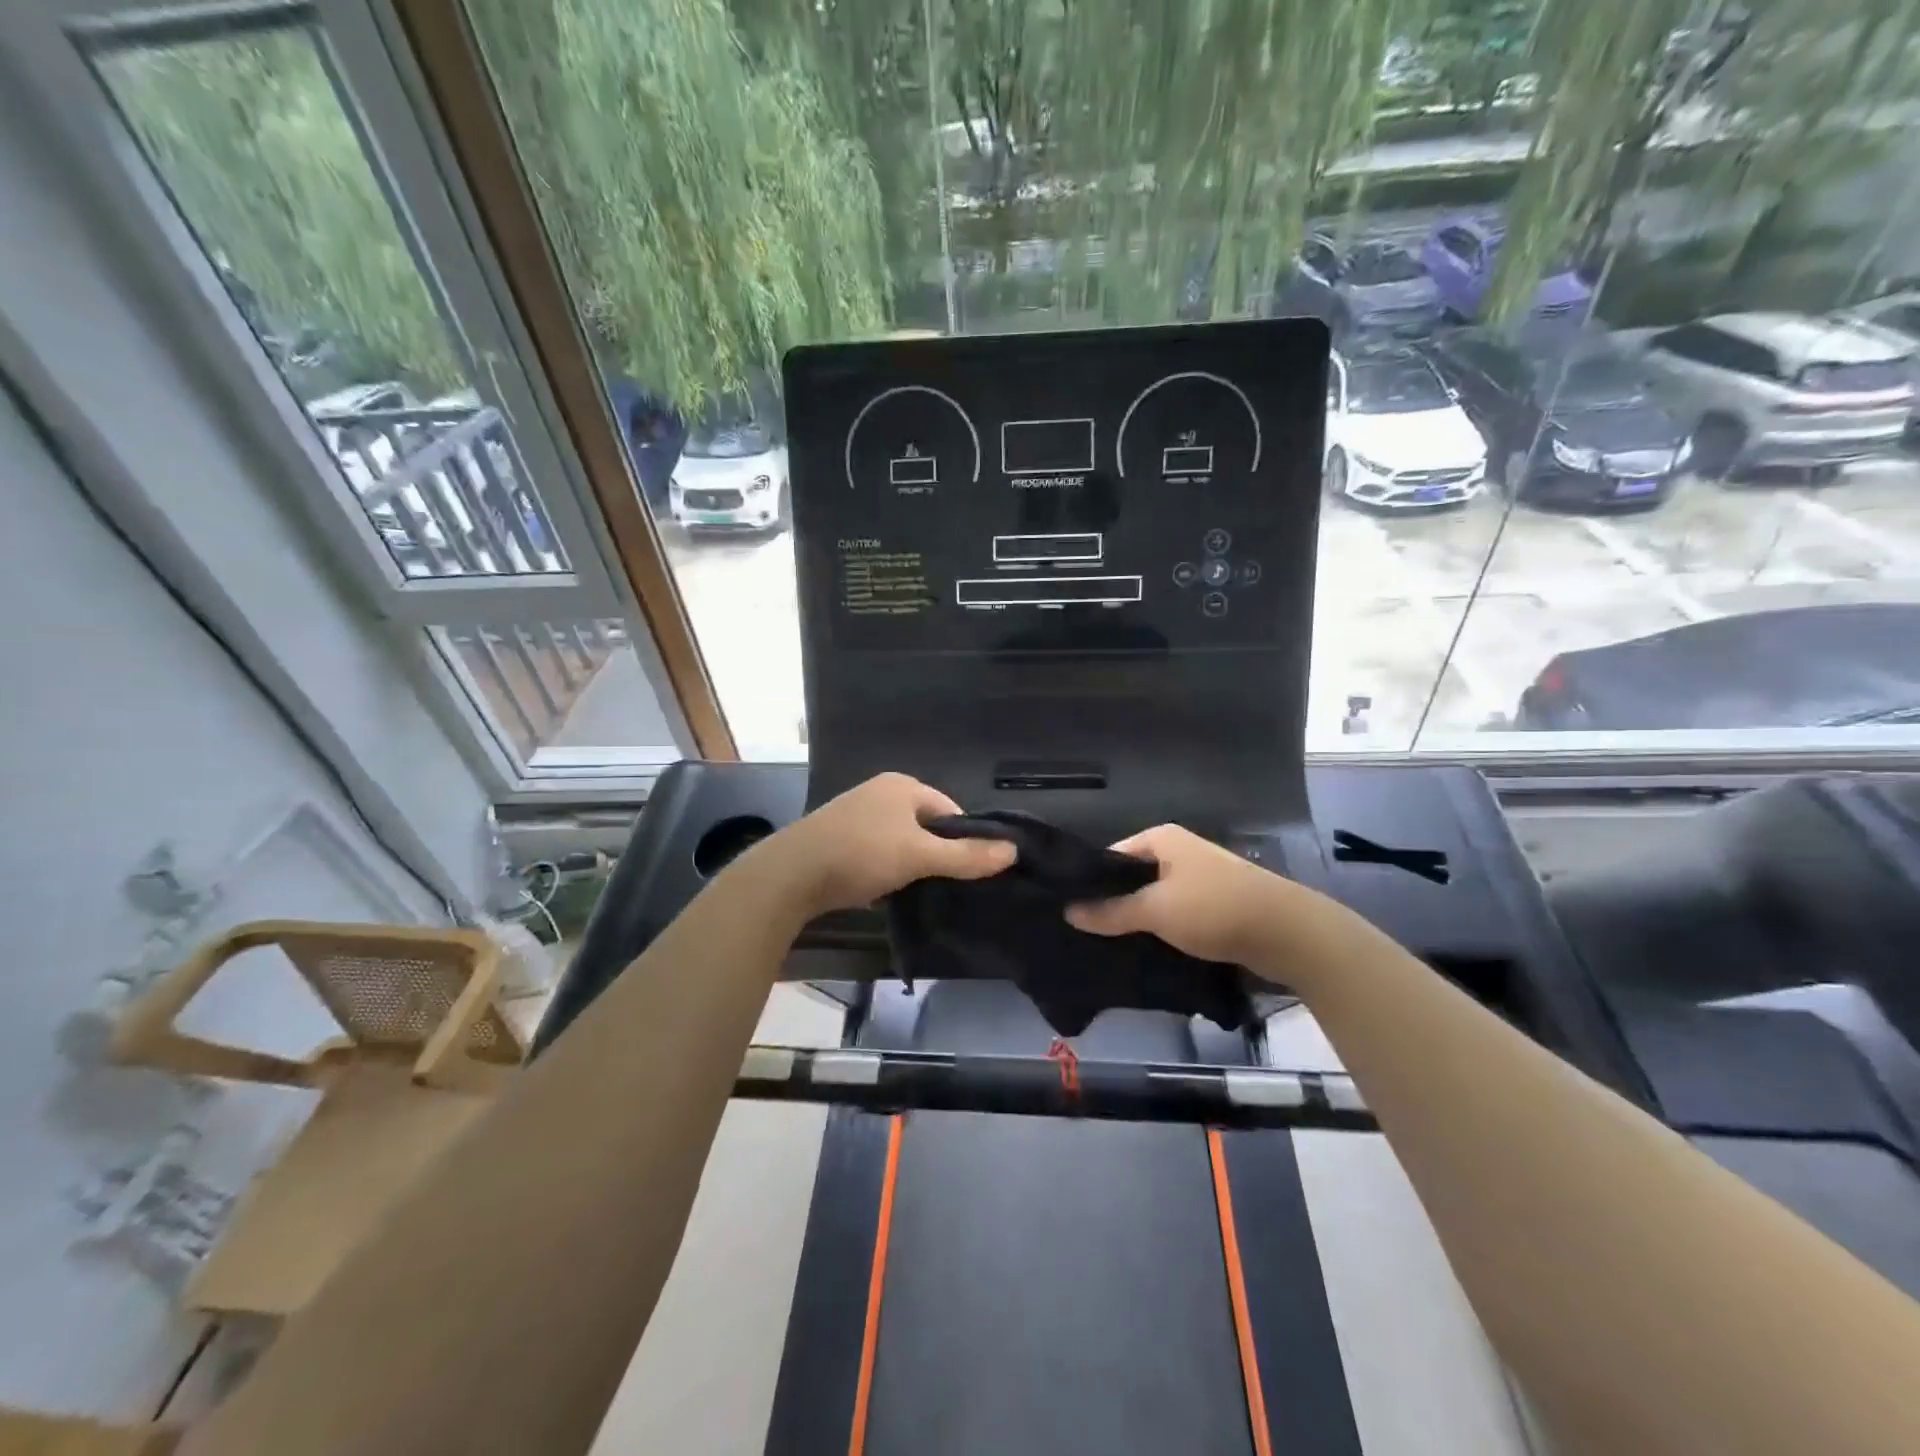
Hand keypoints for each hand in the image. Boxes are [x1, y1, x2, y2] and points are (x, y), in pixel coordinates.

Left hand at [757, 773, 1015, 916]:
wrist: (790, 874)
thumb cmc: (861, 854)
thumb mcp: (919, 856)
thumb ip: (966, 856)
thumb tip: (1013, 851)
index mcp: (903, 785)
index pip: (950, 811)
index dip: (963, 841)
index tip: (966, 873)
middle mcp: (880, 792)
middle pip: (925, 826)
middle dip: (934, 855)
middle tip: (940, 886)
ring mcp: (856, 813)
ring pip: (899, 841)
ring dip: (908, 865)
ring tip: (913, 892)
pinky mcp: (838, 837)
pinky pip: (876, 852)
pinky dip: (884, 870)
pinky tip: (883, 892)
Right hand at [1064, 824, 1304, 971]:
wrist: (1288, 934)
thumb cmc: (1214, 908)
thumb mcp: (1155, 910)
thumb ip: (1111, 911)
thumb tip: (1069, 912)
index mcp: (1161, 839)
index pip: (1111, 856)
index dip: (1090, 881)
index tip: (1069, 910)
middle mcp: (1179, 852)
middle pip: (1133, 878)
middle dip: (1113, 904)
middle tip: (1085, 934)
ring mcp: (1200, 879)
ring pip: (1155, 900)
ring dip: (1138, 921)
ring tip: (1109, 947)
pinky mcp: (1215, 906)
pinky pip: (1177, 916)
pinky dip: (1163, 931)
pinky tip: (1146, 953)